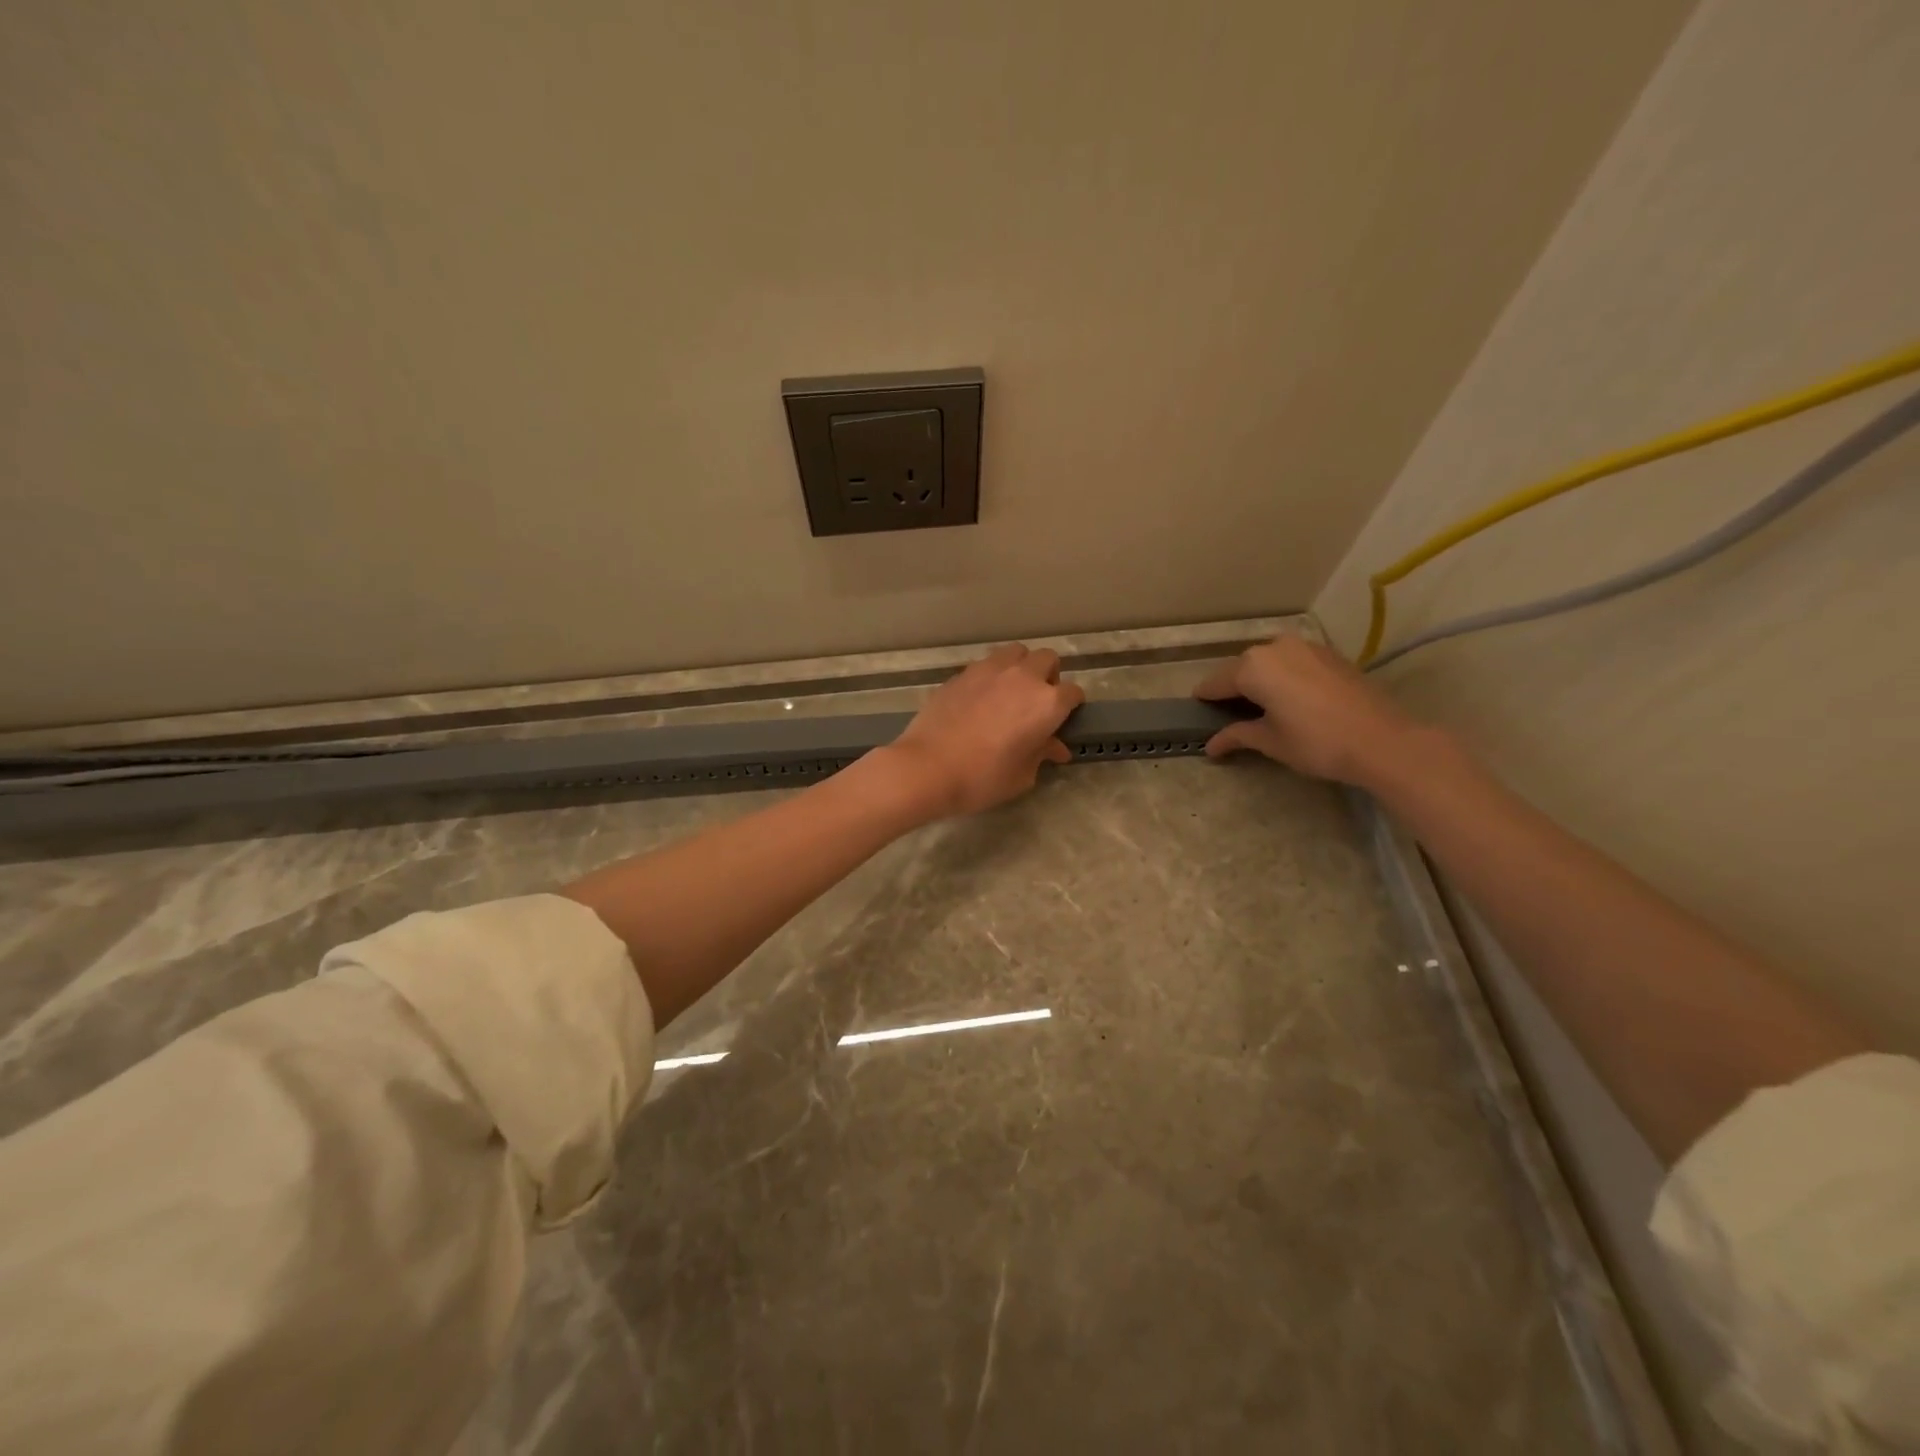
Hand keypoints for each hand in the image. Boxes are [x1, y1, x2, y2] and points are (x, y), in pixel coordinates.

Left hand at [885, 645, 1084, 816]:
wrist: (928, 767)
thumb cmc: (983, 778)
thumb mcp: (1022, 775)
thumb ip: (1041, 754)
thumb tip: (1055, 747)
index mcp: (1047, 703)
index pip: (1073, 693)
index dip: (1071, 707)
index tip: (1062, 721)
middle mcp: (1023, 677)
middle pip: (1047, 660)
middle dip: (1049, 676)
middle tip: (1037, 702)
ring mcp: (990, 670)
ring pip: (1016, 653)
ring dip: (1020, 667)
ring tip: (1010, 692)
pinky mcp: (962, 673)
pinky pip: (986, 665)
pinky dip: (991, 676)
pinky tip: (981, 699)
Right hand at [1192, 636, 1423, 785]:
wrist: (1383, 740)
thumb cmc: (1316, 742)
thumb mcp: (1270, 742)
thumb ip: (1237, 735)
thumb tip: (1211, 745)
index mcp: (1252, 667)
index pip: (1215, 683)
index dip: (1205, 700)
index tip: (1197, 715)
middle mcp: (1274, 647)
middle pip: (1241, 668)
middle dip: (1233, 689)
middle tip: (1230, 716)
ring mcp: (1304, 646)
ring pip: (1268, 662)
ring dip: (1259, 681)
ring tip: (1261, 707)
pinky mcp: (1328, 654)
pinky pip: (1292, 662)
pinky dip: (1283, 677)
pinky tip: (1290, 699)